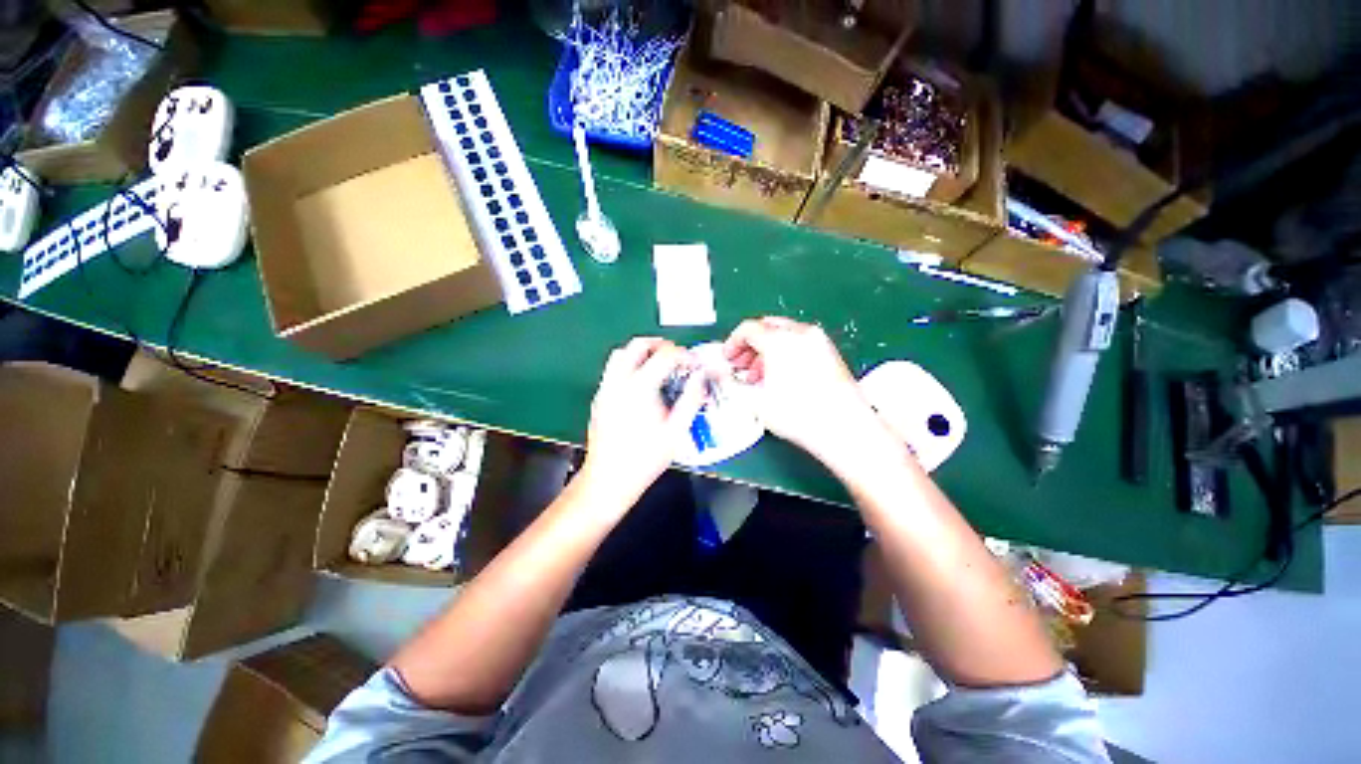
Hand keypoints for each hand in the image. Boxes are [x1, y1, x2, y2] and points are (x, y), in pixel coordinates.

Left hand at [580, 338, 705, 506]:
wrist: (609, 479)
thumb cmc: (644, 459)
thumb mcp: (676, 431)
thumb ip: (691, 400)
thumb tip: (700, 378)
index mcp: (640, 388)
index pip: (664, 355)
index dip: (683, 355)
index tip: (693, 364)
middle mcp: (619, 382)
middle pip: (637, 345)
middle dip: (660, 345)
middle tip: (675, 355)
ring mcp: (605, 389)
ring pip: (620, 354)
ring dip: (640, 352)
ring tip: (657, 364)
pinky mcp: (598, 398)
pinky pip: (612, 370)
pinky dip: (628, 366)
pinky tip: (639, 384)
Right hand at [724, 317, 896, 473]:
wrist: (845, 429)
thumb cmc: (797, 415)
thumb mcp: (754, 401)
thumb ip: (729, 382)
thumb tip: (715, 371)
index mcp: (780, 340)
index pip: (748, 329)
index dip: (732, 343)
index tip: (727, 360)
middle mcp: (801, 333)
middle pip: (767, 327)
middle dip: (749, 345)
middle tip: (740, 367)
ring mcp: (819, 341)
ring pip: (784, 334)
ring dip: (766, 350)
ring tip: (759, 377)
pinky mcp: (831, 352)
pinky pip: (800, 342)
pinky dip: (784, 352)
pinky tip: (781, 377)